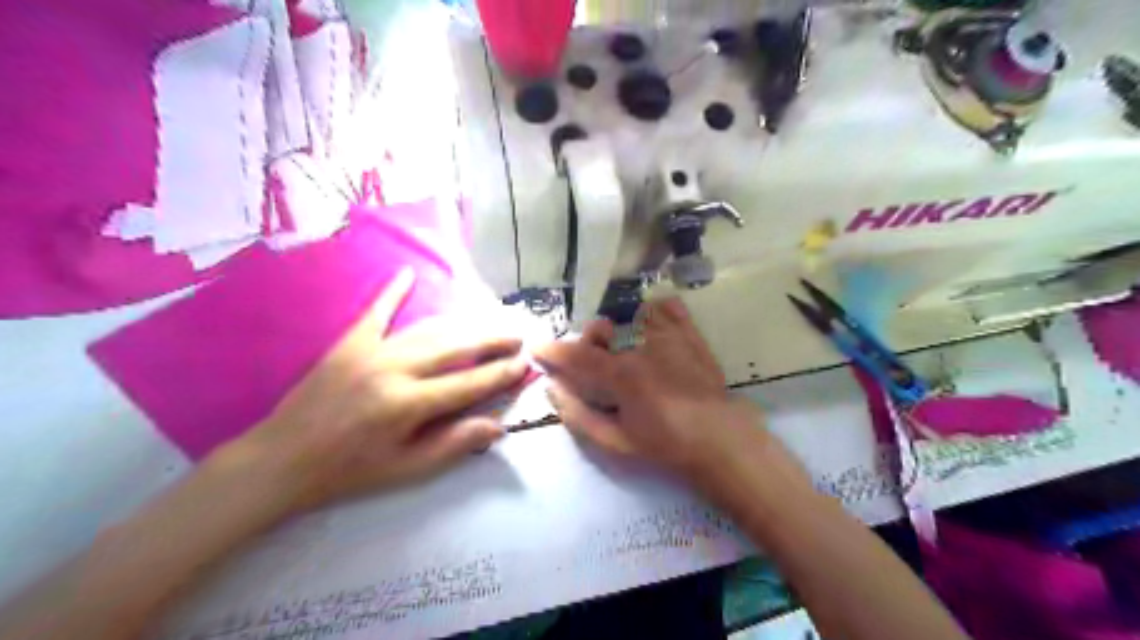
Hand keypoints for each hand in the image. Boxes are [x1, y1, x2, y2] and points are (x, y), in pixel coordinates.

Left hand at [228, 269, 529, 509]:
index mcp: (409, 404)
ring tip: (487, 320)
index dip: (501, 373)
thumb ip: (453, 444)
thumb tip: (497, 425)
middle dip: (491, 340)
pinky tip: (407, 273)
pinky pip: (376, 312)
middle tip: (516, 336)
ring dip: (461, 324)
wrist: (281, 460)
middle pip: (455, 347)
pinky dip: (392, 292)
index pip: (469, 383)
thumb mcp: (406, 470)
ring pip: (428, 330)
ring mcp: (371, 351)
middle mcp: (395, 369)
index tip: (524, 364)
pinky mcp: (349, 343)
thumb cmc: (348, 471)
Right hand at [535, 298, 773, 487]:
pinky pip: (668, 308)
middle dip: (590, 342)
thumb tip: (552, 389)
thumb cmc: (665, 446)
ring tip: (629, 347)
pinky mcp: (691, 335)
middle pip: (602, 329)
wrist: (720, 440)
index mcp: (620, 375)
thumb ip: (579, 415)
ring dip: (621, 329)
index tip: (539, 348)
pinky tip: (654, 328)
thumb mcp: (615, 441)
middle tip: (596, 360)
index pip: (576, 356)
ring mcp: (669, 336)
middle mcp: (641, 347)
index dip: (552, 351)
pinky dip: (656, 312)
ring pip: (631, 316)